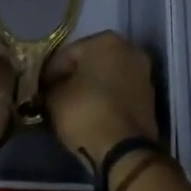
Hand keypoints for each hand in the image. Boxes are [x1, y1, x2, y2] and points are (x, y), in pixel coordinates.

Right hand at [42, 32, 159, 174]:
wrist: (124, 150)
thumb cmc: (85, 112)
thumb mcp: (55, 97)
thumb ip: (51, 86)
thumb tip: (51, 88)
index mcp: (106, 40)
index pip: (67, 53)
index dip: (51, 72)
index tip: (40, 89)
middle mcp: (130, 50)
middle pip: (91, 62)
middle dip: (73, 77)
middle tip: (54, 96)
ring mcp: (144, 74)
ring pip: (107, 77)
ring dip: (90, 88)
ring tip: (71, 107)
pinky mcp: (150, 98)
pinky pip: (119, 93)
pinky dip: (106, 100)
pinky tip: (91, 114)